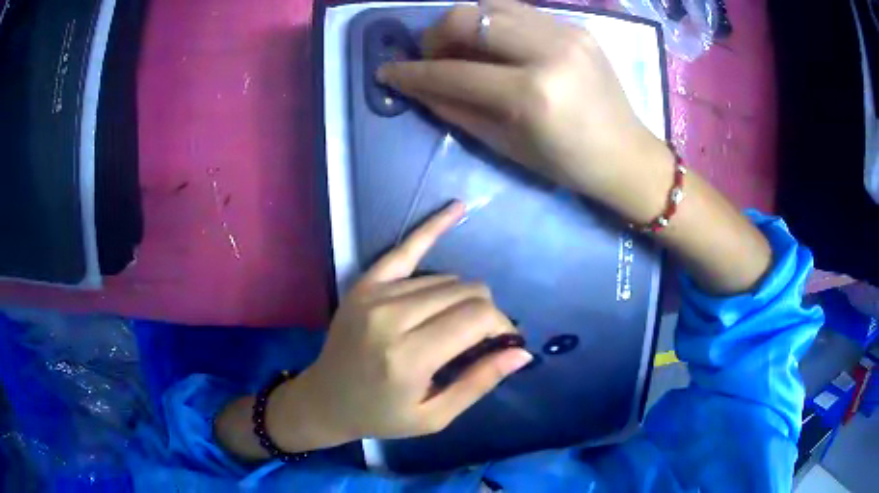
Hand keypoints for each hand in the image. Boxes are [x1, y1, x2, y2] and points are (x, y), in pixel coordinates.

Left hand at [267, 202, 531, 448]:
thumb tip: (521, 352)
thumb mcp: (435, 416)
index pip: (477, 318)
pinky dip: (433, 228)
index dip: (501, 326)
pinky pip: (406, 248)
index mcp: (409, 357)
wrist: (325, 399)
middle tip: (482, 337)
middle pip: (466, 292)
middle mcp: (391, 318)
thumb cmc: (381, 415)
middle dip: (486, 312)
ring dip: (464, 296)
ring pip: (446, 278)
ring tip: (458, 322)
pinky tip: (458, 208)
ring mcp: (375, 294)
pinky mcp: (365, 283)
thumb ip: (479, 383)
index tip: (504, 342)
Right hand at [377, 0, 674, 222]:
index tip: (388, 71)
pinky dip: (494, 22)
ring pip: (491, 5)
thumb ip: (454, 109)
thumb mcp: (505, 145)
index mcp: (532, 94)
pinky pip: (519, 11)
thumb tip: (414, 86)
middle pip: (468, 17)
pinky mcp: (576, 26)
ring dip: (464, 24)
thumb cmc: (566, 163)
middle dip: (435, 35)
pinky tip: (494, 43)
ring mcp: (566, 32)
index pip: (453, 70)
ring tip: (462, 49)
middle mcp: (549, 51)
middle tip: (432, 57)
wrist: (626, 154)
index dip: (412, 71)